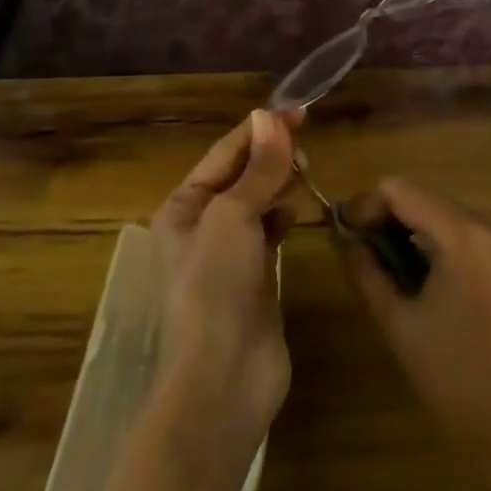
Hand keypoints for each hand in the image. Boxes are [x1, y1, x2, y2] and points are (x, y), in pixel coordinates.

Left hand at [148, 110, 300, 486]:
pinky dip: (283, 213)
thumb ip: (257, 169)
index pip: (224, 153)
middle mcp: (201, 225)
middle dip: (271, 154)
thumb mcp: (233, 217)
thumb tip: (269, 117)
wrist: (224, 380)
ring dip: (278, 181)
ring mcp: (228, 253)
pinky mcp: (255, 276)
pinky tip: (297, 210)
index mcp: (183, 207)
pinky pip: (269, 229)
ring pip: (258, 200)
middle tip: (307, 142)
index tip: (298, 110)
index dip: (260, 129)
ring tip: (305, 169)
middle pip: (241, 174)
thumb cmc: (216, 288)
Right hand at [340, 179, 490, 490]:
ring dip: (412, 226)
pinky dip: (438, 239)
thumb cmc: (453, 379)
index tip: (346, 234)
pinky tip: (423, 273)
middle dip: (388, 215)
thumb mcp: (398, 323)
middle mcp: (489, 225)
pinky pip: (466, 230)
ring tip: (388, 264)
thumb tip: (344, 238)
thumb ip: (366, 270)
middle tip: (362, 249)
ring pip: (445, 210)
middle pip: (424, 195)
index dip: (366, 204)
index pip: (399, 190)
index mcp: (462, 236)